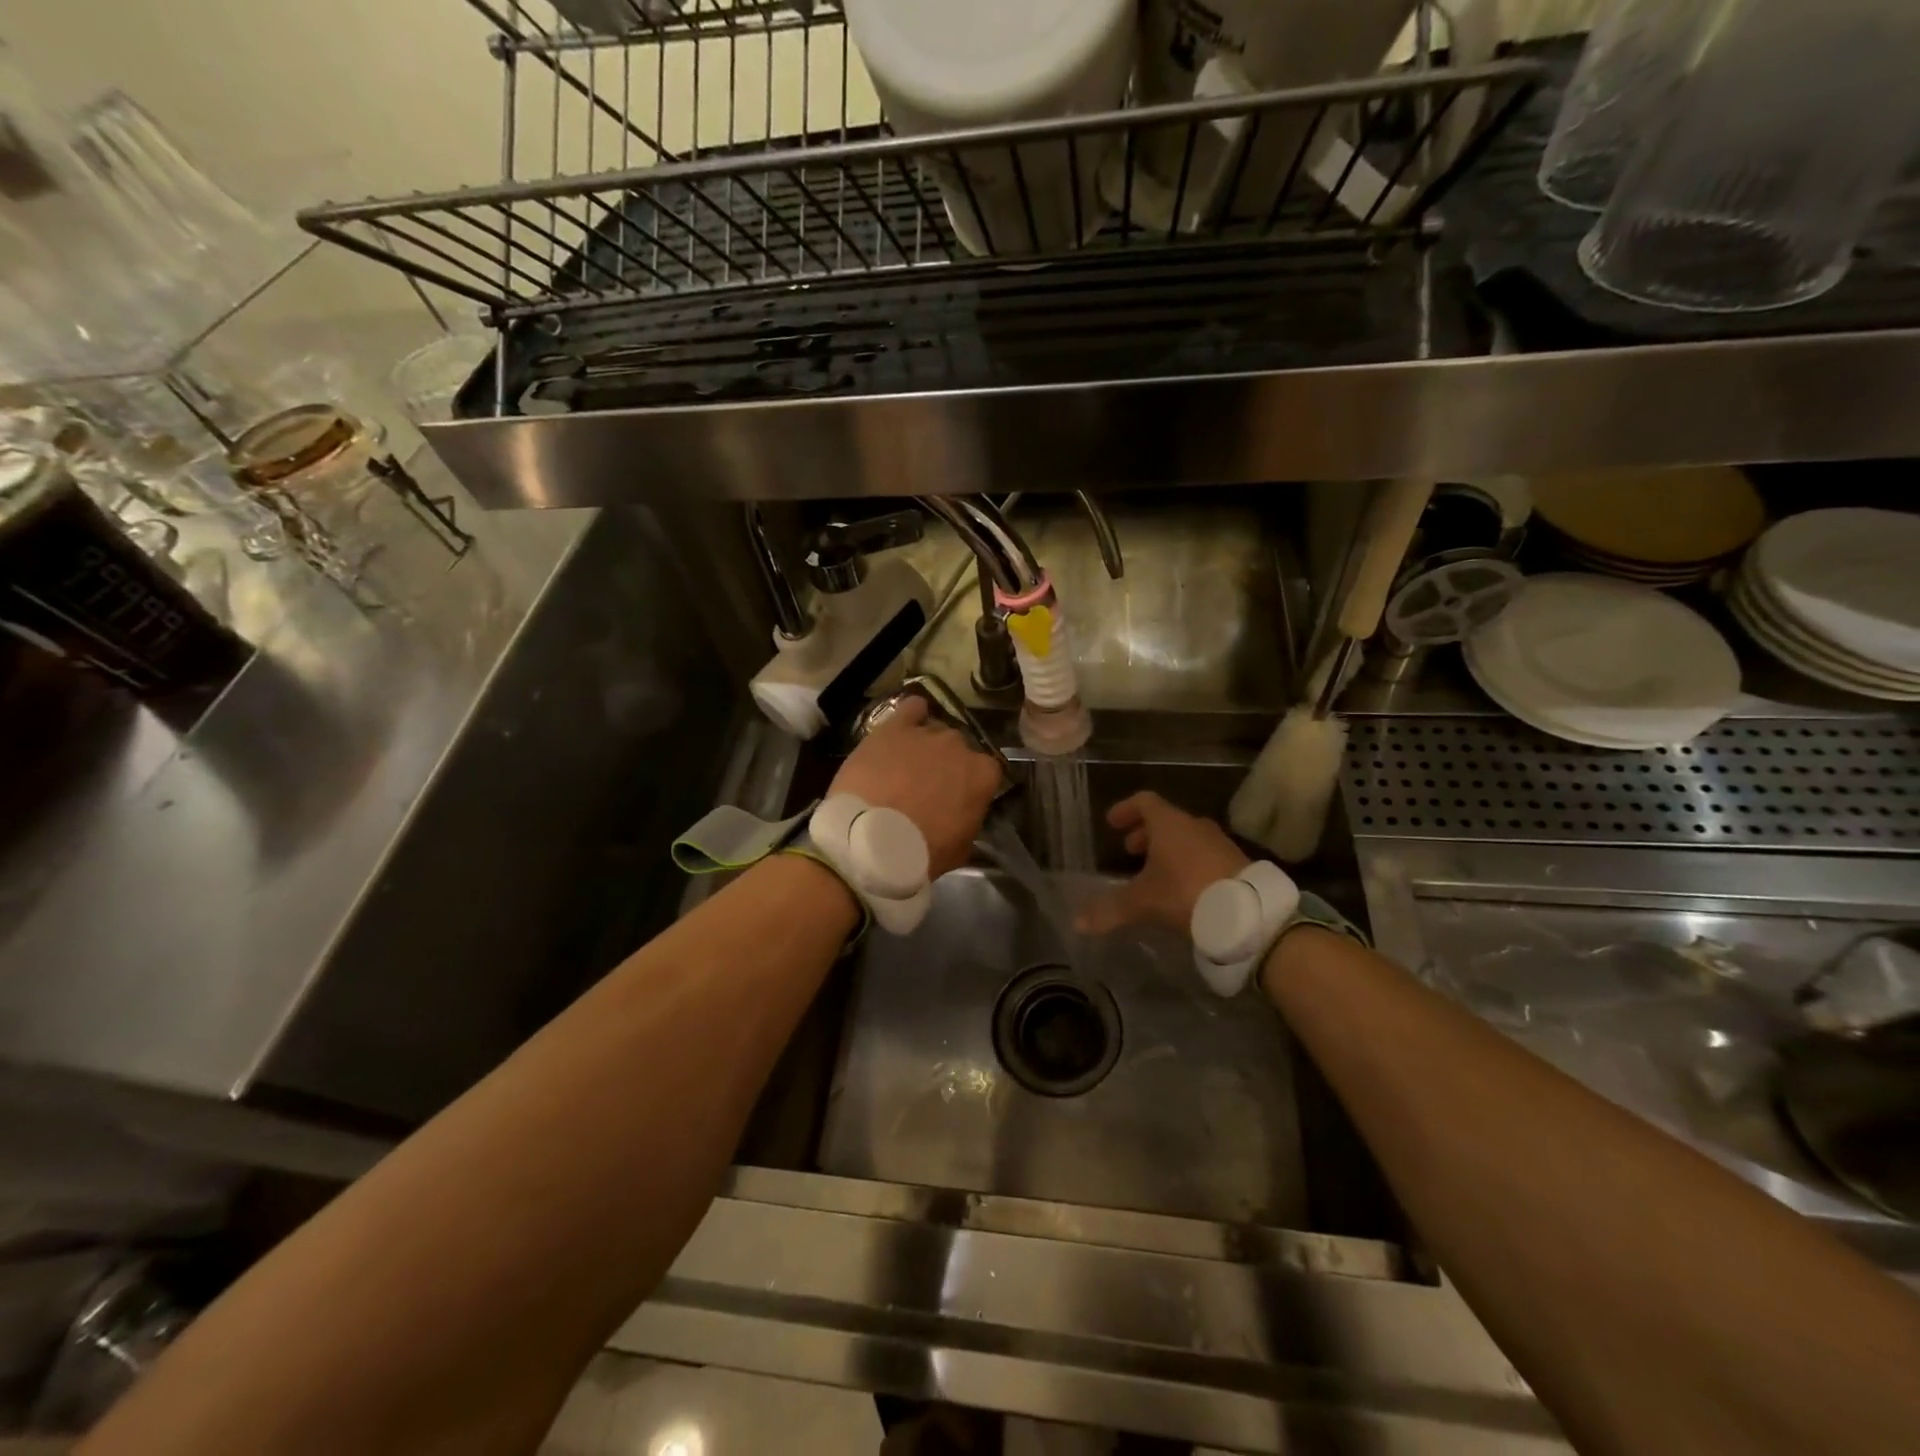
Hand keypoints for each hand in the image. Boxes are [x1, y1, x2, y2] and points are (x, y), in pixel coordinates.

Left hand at [829, 696, 1003, 878]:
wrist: (869, 841)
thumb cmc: (921, 852)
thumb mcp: (960, 848)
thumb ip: (969, 821)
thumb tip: (965, 815)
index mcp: (982, 775)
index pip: (987, 771)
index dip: (972, 784)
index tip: (960, 798)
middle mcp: (959, 746)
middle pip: (959, 748)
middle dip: (947, 764)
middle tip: (929, 786)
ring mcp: (926, 733)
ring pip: (934, 730)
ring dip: (925, 746)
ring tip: (907, 765)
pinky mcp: (893, 728)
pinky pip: (910, 708)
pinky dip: (912, 714)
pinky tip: (906, 723)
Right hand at [1076, 791, 1249, 936]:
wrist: (1247, 913)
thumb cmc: (1186, 893)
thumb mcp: (1143, 902)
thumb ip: (1110, 910)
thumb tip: (1077, 923)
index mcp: (1169, 824)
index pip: (1144, 802)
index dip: (1126, 809)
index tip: (1112, 823)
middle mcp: (1194, 826)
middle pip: (1166, 820)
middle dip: (1146, 833)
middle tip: (1131, 850)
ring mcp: (1219, 843)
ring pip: (1187, 837)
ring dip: (1168, 849)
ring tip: (1156, 872)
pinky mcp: (1236, 863)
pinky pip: (1205, 854)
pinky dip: (1189, 862)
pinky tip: (1184, 887)